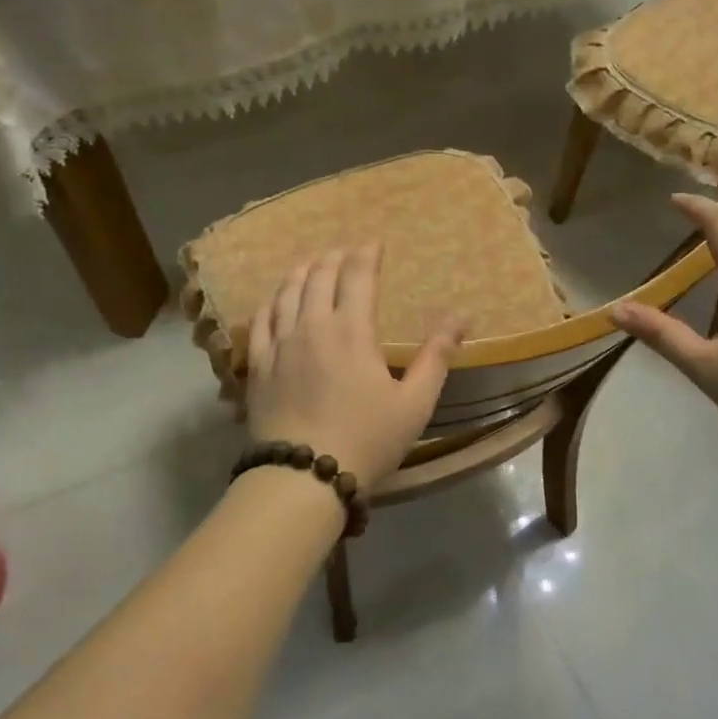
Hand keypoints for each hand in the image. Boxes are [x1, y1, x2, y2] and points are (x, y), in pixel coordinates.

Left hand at [246, 245, 464, 488]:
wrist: (303, 476)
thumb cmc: (367, 440)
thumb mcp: (414, 402)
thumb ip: (436, 356)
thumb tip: (460, 317)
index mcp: (351, 330)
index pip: (357, 276)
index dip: (366, 254)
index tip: (374, 243)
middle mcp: (311, 326)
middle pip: (319, 276)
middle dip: (334, 257)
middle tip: (345, 251)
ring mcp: (279, 343)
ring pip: (286, 292)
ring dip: (302, 272)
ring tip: (311, 265)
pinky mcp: (256, 364)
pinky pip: (260, 320)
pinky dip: (271, 301)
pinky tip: (275, 299)